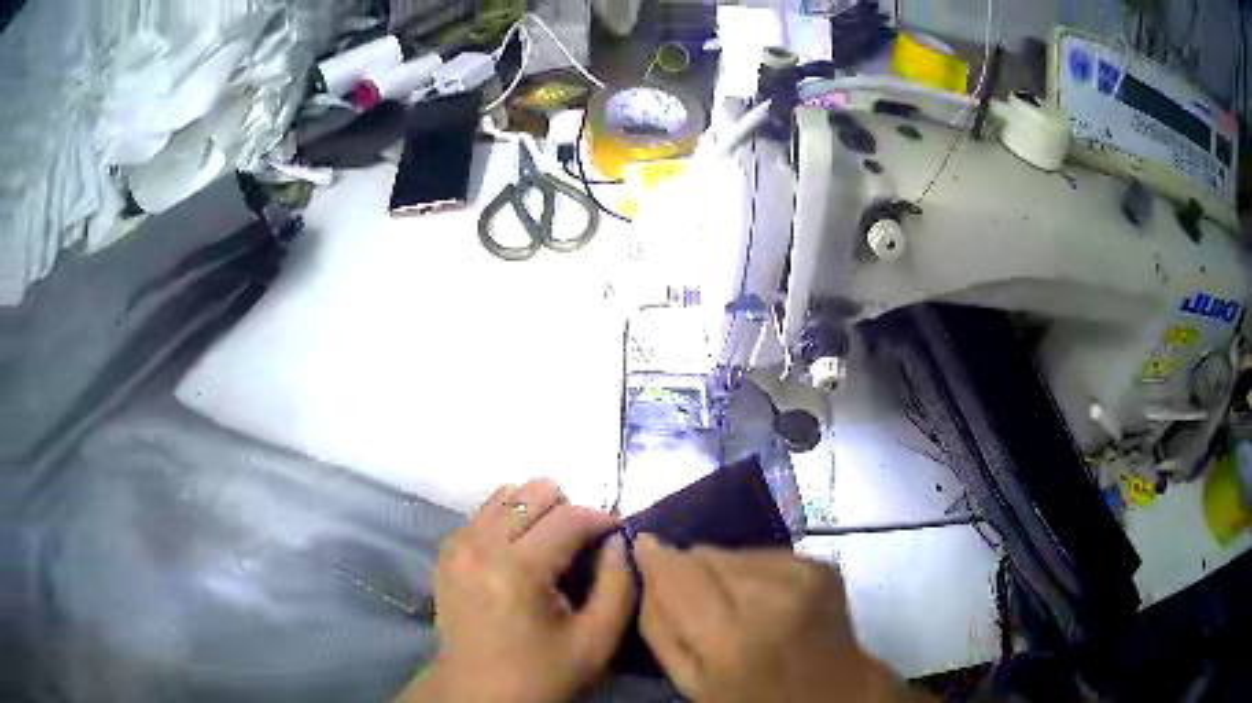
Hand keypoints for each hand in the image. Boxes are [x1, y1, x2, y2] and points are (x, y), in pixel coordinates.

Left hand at [398, 479, 633, 702]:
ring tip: (548, 550)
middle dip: (567, 512)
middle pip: (535, 491)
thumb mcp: (597, 641)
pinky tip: (520, 556)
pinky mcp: (447, 550)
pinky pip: (485, 511)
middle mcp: (480, 544)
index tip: (616, 536)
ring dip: (537, 514)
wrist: (476, 692)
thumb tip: (617, 540)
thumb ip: (618, 585)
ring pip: (508, 493)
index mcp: (517, 570)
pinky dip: (510, 522)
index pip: (569, 516)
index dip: (601, 520)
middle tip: (580, 549)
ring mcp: (458, 544)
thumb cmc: (542, 672)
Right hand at [634, 535, 912, 702]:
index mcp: (732, 636)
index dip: (656, 557)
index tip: (643, 550)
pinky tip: (765, 599)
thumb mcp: (690, 680)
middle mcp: (770, 595)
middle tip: (700, 604)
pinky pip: (764, 553)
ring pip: (733, 551)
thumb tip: (647, 560)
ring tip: (736, 605)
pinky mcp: (820, 564)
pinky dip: (755, 572)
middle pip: (706, 554)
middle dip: (692, 572)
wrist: (832, 692)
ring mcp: (802, 575)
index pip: (678, 571)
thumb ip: (659, 622)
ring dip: (725, 572)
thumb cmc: (752, 698)